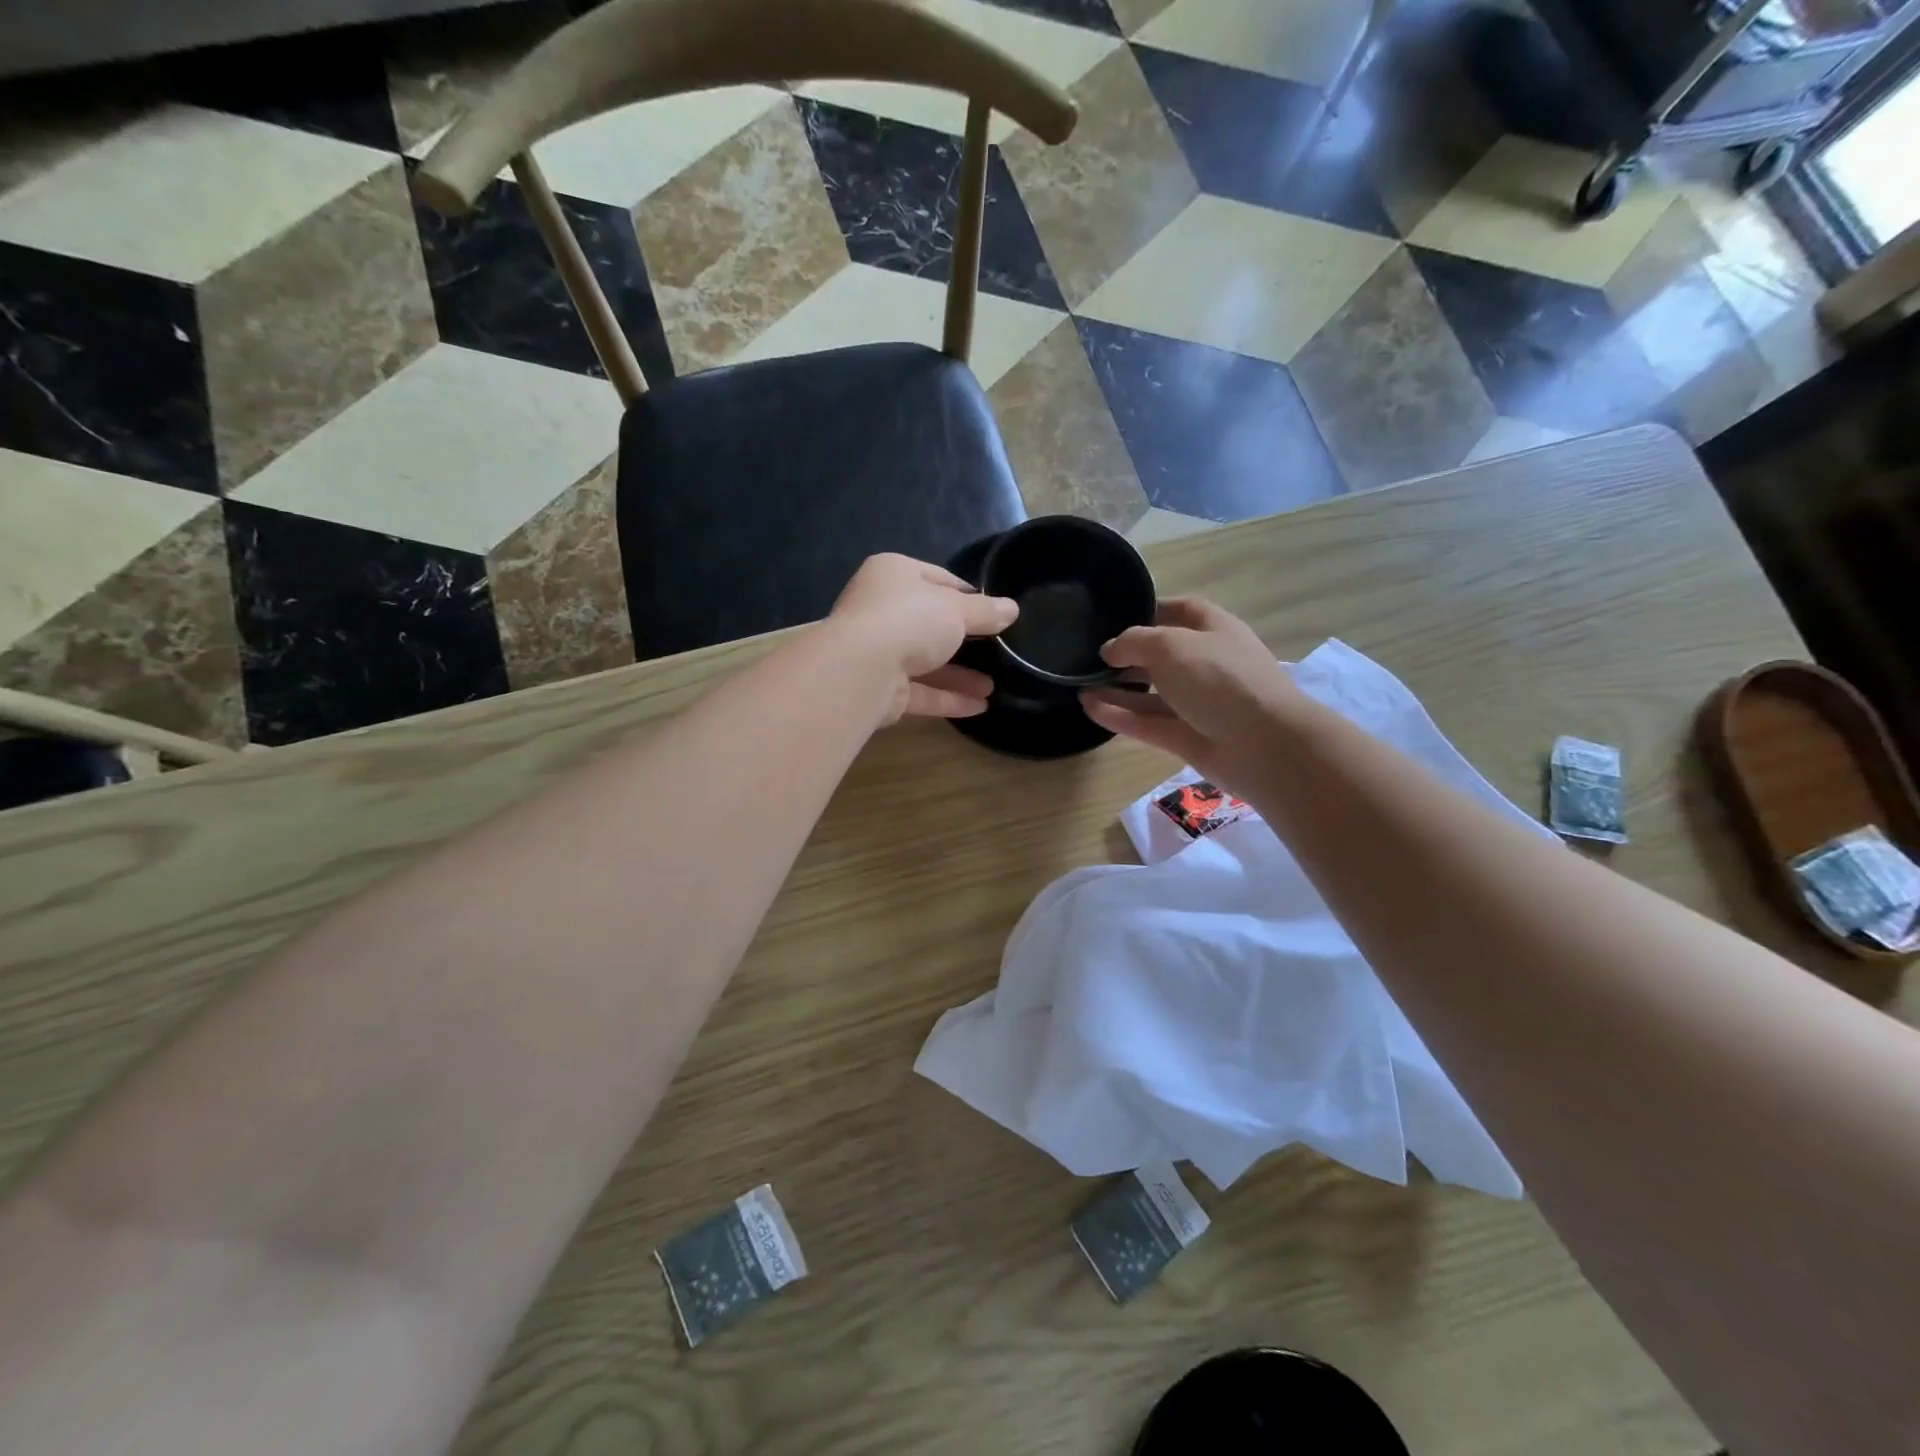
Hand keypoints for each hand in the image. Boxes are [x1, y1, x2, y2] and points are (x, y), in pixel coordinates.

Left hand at [827, 554, 1018, 722]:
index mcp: (894, 574)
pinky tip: (979, 706)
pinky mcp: (880, 688)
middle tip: (996, 651)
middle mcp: (881, 609)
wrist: (861, 668)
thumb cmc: (910, 620)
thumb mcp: (957, 609)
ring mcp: (877, 651)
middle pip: (930, 623)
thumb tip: (1012, 609)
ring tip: (994, 687)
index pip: (937, 579)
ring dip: (960, 675)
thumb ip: (986, 611)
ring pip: (925, 662)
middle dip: (965, 641)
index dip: (968, 595)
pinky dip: (947, 698)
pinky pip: (920, 692)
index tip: (995, 612)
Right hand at [1081, 597, 1304, 793]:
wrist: (1263, 744)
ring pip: (1151, 694)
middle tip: (1088, 656)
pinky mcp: (1186, 737)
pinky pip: (1147, 723)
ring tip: (1079, 684)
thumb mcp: (1170, 646)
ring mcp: (1197, 703)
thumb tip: (1110, 650)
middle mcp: (1206, 664)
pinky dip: (1120, 715)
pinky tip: (1089, 707)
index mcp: (1213, 630)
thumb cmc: (1219, 678)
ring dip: (1117, 689)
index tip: (1114, 616)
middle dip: (1128, 655)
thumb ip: (1134, 642)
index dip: (1150, 610)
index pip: (1180, 611)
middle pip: (1162, 655)